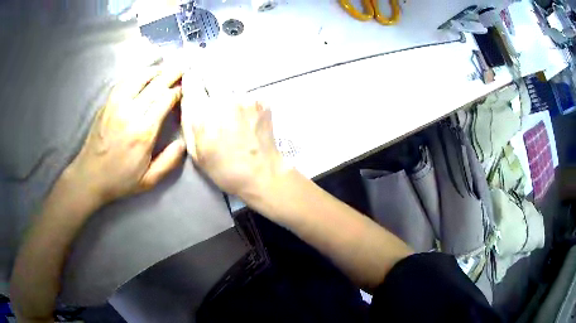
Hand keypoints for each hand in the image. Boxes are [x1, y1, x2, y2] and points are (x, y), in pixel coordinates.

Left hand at [67, 66, 184, 205]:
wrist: (90, 176)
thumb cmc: (120, 180)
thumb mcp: (148, 181)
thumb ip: (168, 162)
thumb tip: (183, 142)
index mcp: (143, 132)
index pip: (165, 100)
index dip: (178, 90)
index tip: (186, 87)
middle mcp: (130, 113)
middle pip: (155, 85)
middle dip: (172, 73)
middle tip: (184, 65)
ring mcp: (116, 105)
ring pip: (139, 78)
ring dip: (155, 71)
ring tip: (165, 67)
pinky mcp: (107, 103)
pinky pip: (124, 82)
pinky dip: (137, 74)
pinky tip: (143, 74)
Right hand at [181, 86, 285, 196]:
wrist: (263, 174)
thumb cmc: (225, 169)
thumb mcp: (197, 152)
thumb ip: (188, 122)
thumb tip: (187, 97)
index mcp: (203, 115)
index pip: (192, 82)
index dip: (190, 78)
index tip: (190, 76)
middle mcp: (223, 100)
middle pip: (211, 76)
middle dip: (207, 79)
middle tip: (211, 95)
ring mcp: (245, 98)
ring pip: (229, 82)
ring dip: (225, 89)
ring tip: (230, 110)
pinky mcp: (261, 100)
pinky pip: (245, 91)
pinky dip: (242, 98)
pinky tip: (245, 114)